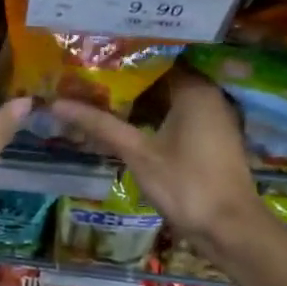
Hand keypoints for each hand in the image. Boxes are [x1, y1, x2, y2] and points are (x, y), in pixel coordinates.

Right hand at [49, 66, 266, 255]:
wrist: (229, 228)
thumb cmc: (185, 184)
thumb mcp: (137, 153)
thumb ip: (100, 125)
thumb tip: (57, 103)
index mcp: (194, 90)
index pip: (155, 58)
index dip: (122, 58)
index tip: (91, 57)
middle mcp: (208, 96)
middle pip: (160, 78)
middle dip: (125, 80)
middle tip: (86, 78)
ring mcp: (212, 118)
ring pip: (168, 99)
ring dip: (138, 101)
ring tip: (97, 96)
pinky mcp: (210, 138)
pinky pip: (177, 116)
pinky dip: (152, 117)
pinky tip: (124, 123)